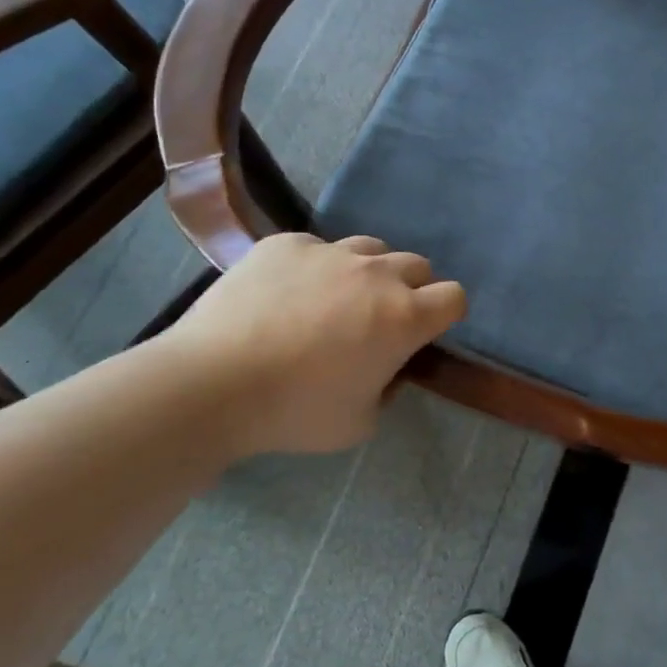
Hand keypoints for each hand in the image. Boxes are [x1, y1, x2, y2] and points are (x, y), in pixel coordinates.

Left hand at [159, 233, 465, 456]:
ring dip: (367, 272)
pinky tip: (284, 294)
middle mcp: (377, 274)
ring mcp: (330, 252)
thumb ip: (388, 389)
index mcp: (404, 317)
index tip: (425, 331)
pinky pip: (316, 247)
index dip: (445, 314)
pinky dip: (313, 267)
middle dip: (410, 289)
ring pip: (371, 248)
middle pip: (417, 265)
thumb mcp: (360, 422)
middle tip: (378, 320)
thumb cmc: (295, 411)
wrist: (211, 384)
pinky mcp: (287, 244)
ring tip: (334, 300)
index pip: (454, 297)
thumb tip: (386, 368)